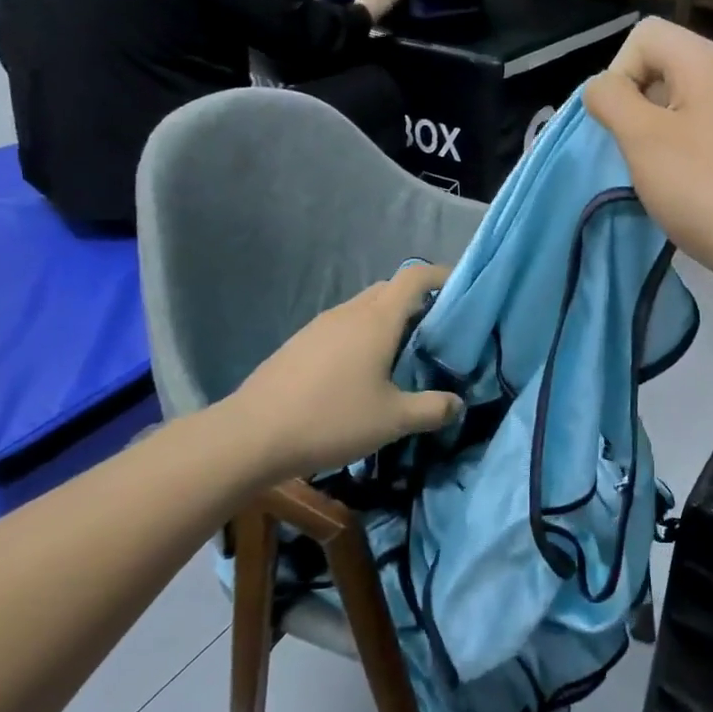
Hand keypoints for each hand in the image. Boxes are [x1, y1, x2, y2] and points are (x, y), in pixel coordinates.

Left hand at [219, 263, 461, 481]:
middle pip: (390, 290)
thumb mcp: (392, 420)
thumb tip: (459, 404)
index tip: (461, 291)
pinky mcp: (300, 343)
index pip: (414, 277)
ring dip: (388, 321)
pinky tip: (362, 372)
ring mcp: (320, 326)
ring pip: (364, 309)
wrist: (251, 435)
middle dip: (417, 303)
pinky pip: (343, 327)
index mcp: (377, 320)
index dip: (441, 276)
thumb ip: (432, 409)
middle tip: (437, 333)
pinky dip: (363, 336)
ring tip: (403, 355)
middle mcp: (349, 313)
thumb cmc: (331, 419)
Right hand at [585, 19, 712, 306]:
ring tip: (662, 175)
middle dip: (638, 106)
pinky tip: (688, 189)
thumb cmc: (705, 190)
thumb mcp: (642, 140)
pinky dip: (686, 152)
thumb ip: (611, 100)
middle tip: (640, 153)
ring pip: (683, 103)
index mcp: (708, 62)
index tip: (623, 124)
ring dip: (658, 134)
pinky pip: (705, 131)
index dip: (620, 73)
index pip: (644, 35)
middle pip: (664, 66)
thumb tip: (603, 88)